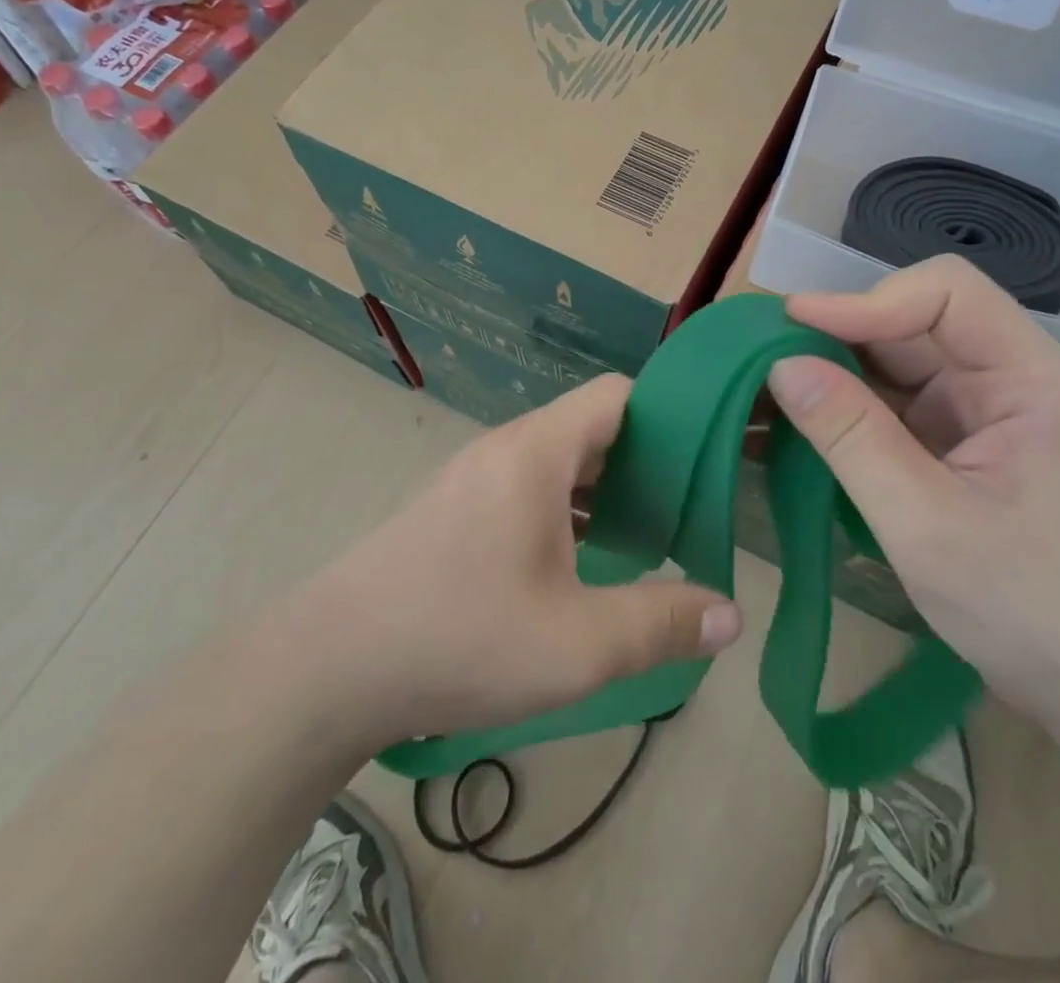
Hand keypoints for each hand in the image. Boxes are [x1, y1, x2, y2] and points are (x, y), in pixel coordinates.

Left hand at [305, 375, 742, 748]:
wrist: (328, 667)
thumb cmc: (461, 638)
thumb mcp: (577, 645)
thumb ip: (662, 624)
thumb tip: (731, 613)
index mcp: (537, 451)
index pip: (618, 393)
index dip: (670, 413)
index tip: (709, 455)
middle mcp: (506, 448)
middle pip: (591, 426)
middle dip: (647, 458)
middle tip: (692, 504)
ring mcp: (474, 478)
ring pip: (558, 461)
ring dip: (605, 488)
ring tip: (648, 533)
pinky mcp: (454, 510)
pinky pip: (528, 488)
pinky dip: (567, 509)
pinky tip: (582, 561)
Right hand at [768, 256, 1059, 731]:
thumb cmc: (1036, 613)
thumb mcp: (927, 525)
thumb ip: (852, 438)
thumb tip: (781, 365)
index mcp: (1029, 379)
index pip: (945, 294)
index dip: (865, 300)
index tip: (792, 326)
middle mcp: (1007, 382)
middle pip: (911, 329)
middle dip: (833, 342)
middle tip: (757, 362)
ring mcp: (982, 418)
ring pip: (894, 371)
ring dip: (830, 381)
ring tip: (760, 397)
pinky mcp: (961, 451)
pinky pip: (894, 414)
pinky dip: (844, 419)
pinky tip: (793, 433)